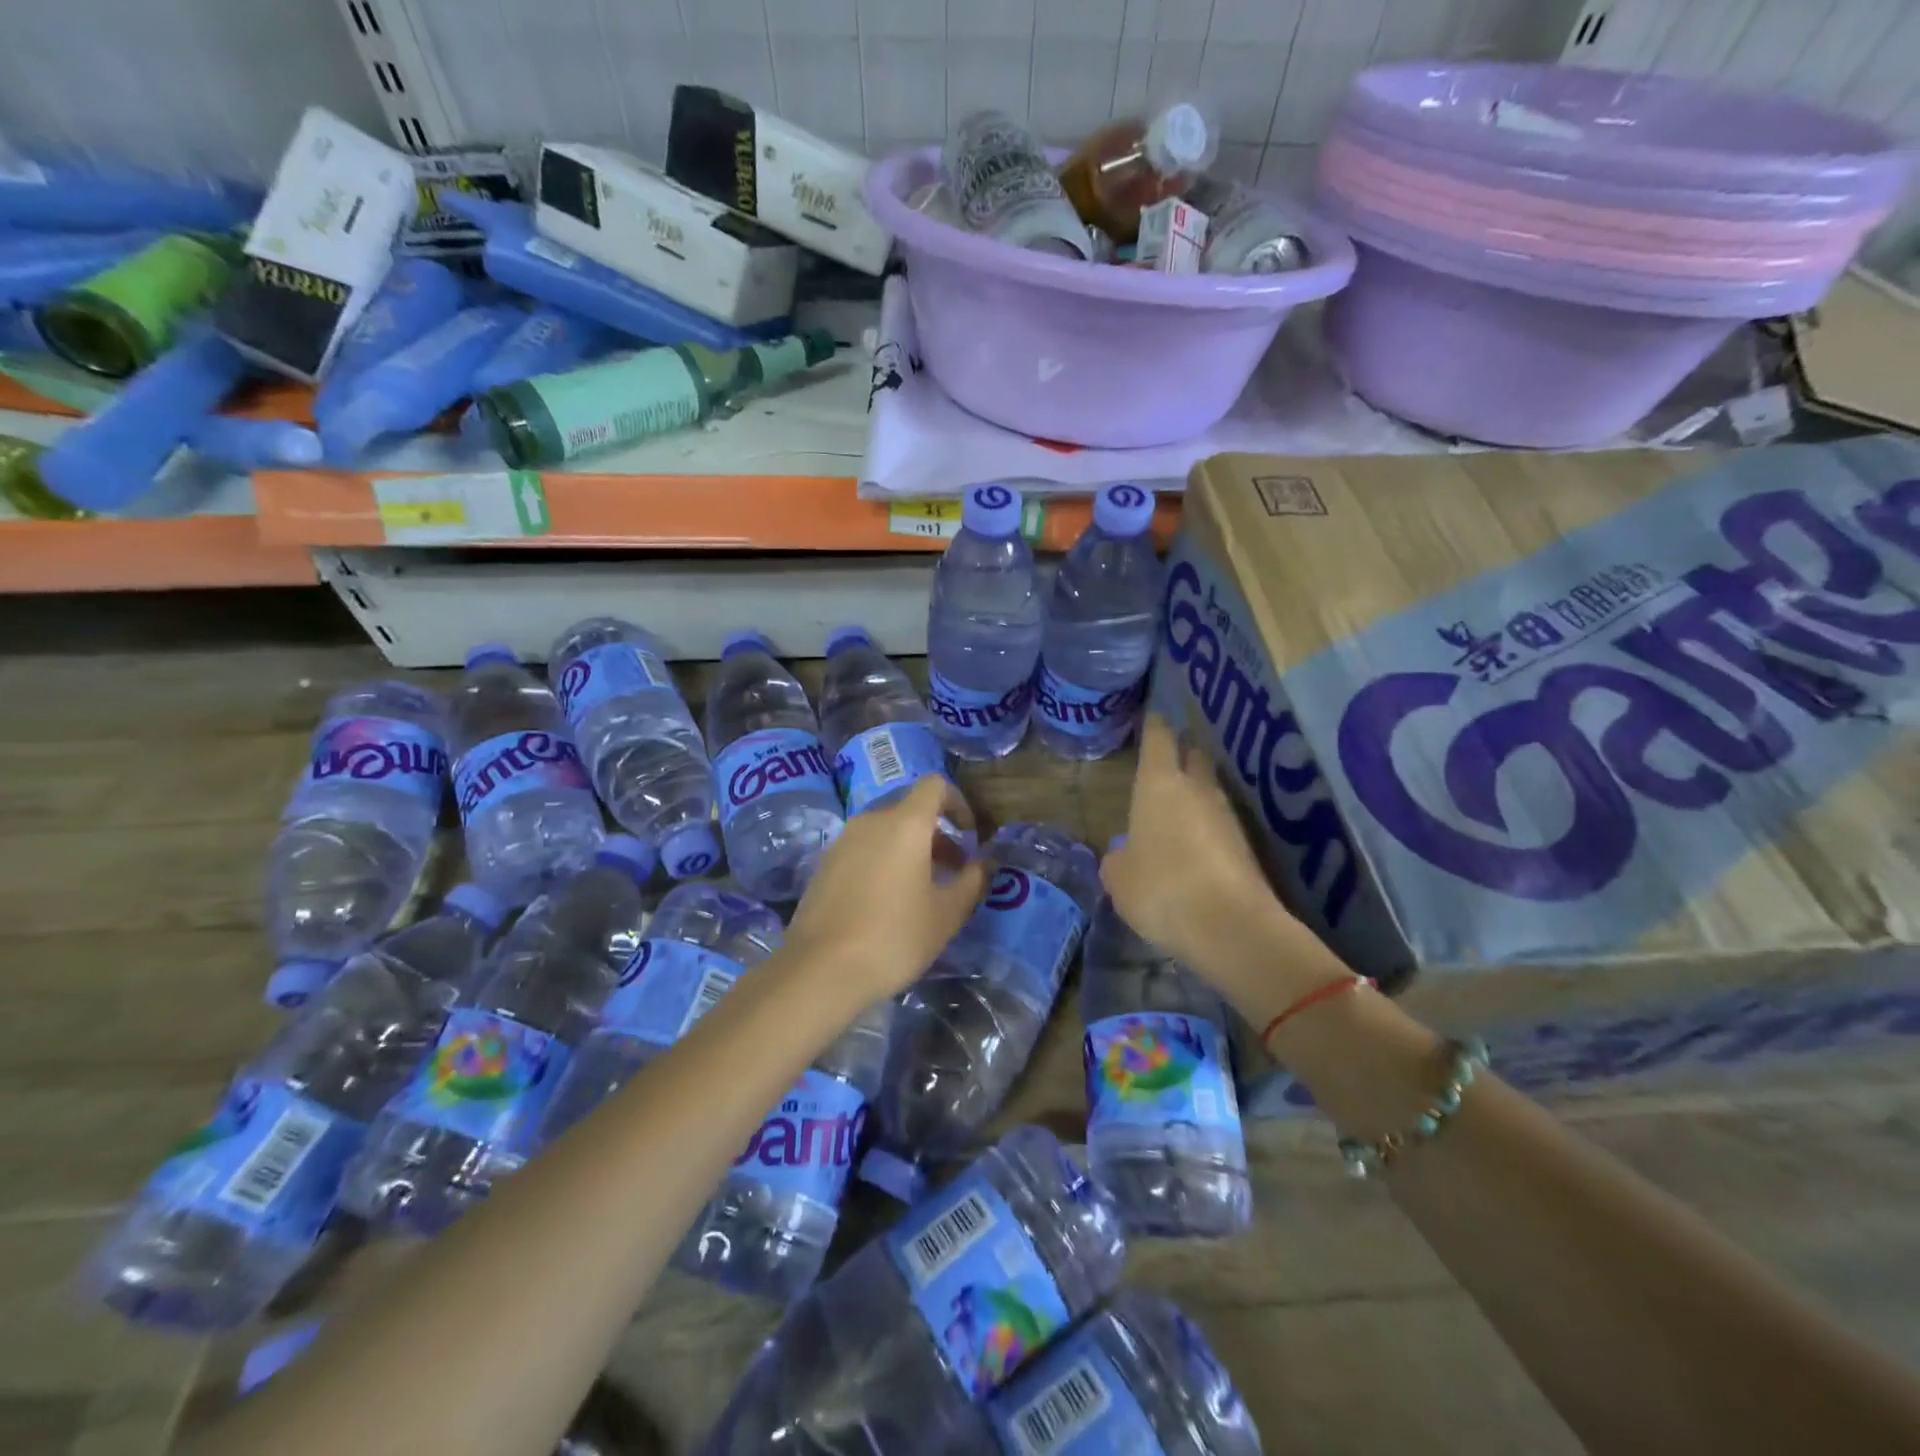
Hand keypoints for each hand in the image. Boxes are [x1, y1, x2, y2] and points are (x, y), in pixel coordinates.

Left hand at [784, 776, 989, 1001]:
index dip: (959, 804)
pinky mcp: (824, 864)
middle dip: (937, 834)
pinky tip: (886, 903)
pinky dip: (883, 861)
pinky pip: (863, 849)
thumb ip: (972, 881)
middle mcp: (871, 820)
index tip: (970, 837)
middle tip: (952, 872)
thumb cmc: (894, 936)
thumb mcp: (947, 914)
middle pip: (910, 809)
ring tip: (921, 891)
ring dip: (910, 849)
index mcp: (905, 823)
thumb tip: (985, 862)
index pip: (935, 786)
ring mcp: (842, 841)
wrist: (820, 970)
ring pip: (885, 830)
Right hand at [1102, 716, 1303, 995]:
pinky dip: (1207, 826)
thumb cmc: (1160, 887)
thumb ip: (1117, 859)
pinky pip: (1221, 823)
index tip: (1152, 716)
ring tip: (1177, 806)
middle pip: (1193, 756)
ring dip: (1196, 793)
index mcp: (1159, 785)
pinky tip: (1194, 844)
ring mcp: (1227, 816)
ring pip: (1210, 790)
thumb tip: (1124, 853)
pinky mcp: (1247, 846)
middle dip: (1181, 753)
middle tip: (1166, 758)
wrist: (1231, 926)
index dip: (1154, 727)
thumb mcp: (1119, 878)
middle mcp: (1197, 790)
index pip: (1158, 740)